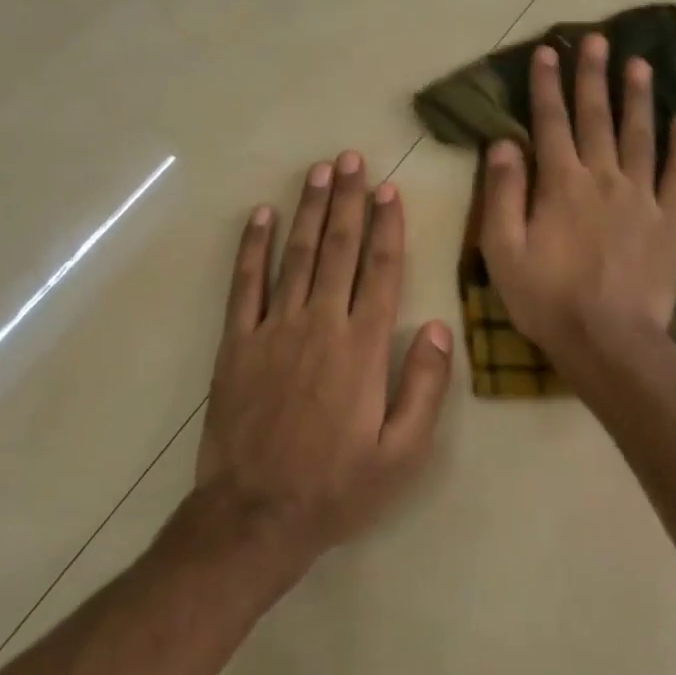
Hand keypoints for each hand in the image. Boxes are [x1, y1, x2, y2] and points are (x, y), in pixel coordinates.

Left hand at [197, 151, 453, 564]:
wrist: (255, 516)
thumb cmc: (337, 487)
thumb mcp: (402, 453)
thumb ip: (424, 387)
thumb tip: (437, 326)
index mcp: (363, 346)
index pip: (381, 270)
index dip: (387, 226)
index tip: (388, 190)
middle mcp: (320, 324)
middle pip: (338, 249)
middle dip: (347, 200)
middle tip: (351, 158)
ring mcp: (274, 329)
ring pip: (296, 255)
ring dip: (308, 209)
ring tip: (318, 171)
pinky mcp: (238, 343)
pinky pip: (245, 285)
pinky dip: (252, 247)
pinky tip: (261, 215)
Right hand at [480, 34, 675, 374]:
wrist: (609, 341)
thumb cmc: (547, 299)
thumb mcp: (503, 251)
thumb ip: (502, 193)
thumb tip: (503, 142)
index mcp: (560, 183)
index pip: (550, 122)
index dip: (547, 85)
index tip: (548, 52)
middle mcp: (603, 178)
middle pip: (597, 117)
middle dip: (594, 76)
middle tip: (597, 39)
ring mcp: (642, 197)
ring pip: (641, 135)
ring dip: (638, 97)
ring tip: (640, 64)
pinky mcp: (670, 221)